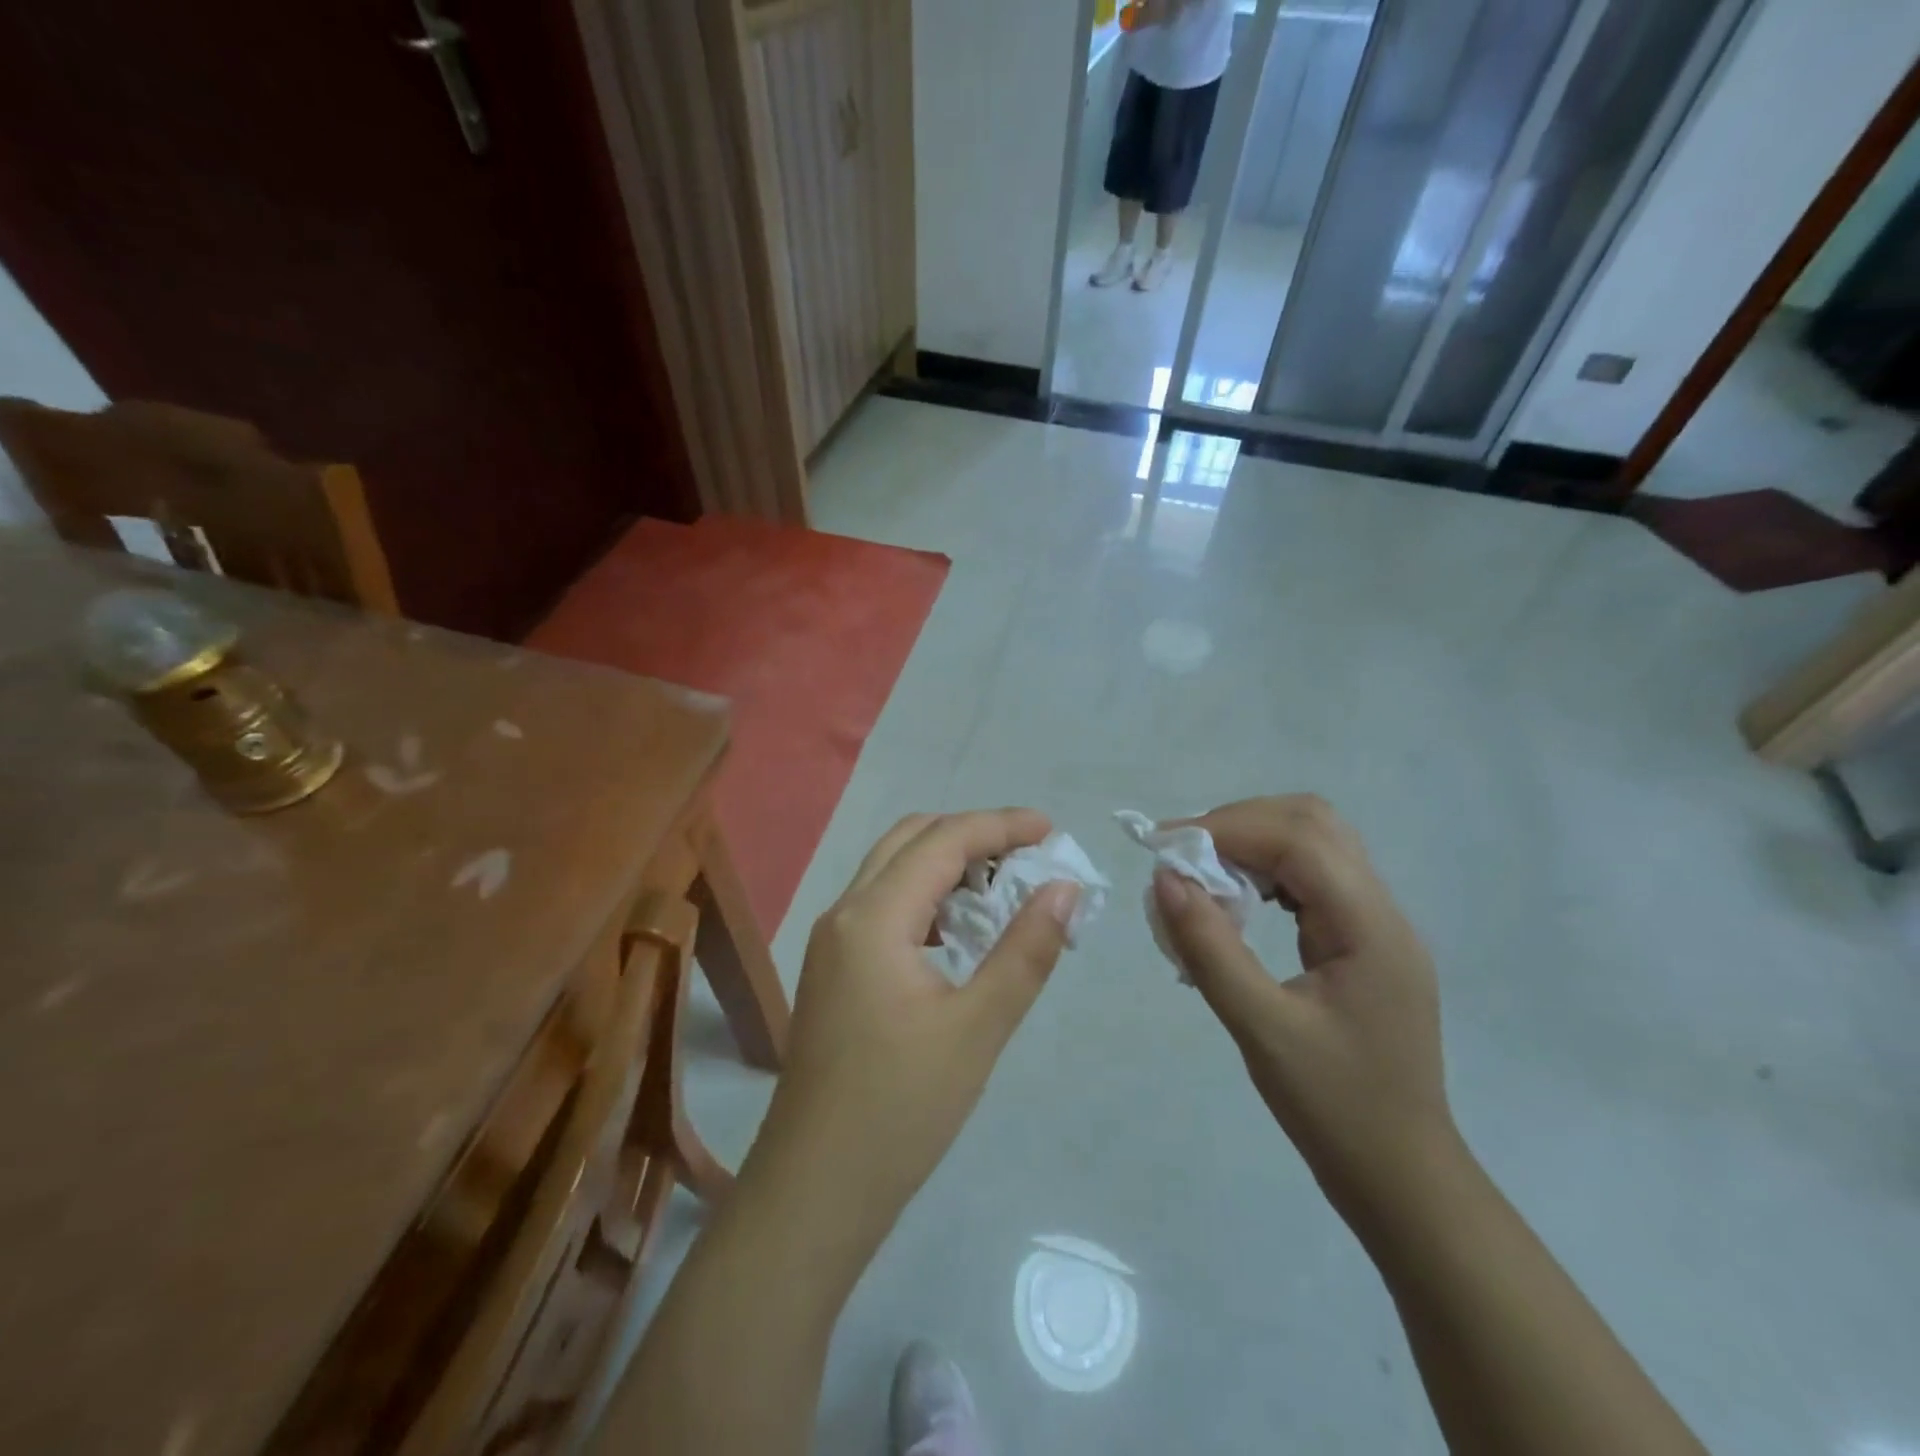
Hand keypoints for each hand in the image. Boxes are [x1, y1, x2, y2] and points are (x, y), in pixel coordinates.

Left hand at [748, 809, 1080, 1248]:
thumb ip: (1025, 951)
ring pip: (893, 870)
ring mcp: (832, 940)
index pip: (943, 840)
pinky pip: (883, 905)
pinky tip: (960, 930)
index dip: (1000, 825)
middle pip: (911, 840)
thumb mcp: (977, 1028)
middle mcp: (844, 913)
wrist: (815, 1188)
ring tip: (1003, 887)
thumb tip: (1064, 888)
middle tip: (1028, 855)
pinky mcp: (833, 968)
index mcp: (872, 917)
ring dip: (947, 863)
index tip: (1051, 830)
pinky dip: (926, 897)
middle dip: (972, 834)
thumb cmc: (900, 1110)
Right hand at [1152, 796, 1454, 1216]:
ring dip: (1254, 843)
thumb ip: (1210, 948)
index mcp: (1370, 928)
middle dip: (1240, 825)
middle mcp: (1383, 911)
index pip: (1299, 839)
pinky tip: (1238, 901)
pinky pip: (1314, 877)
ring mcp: (1378, 924)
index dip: (1228, 829)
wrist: (1402, 1176)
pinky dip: (1268, 871)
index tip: (1166, 846)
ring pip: (1316, 843)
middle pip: (1313, 823)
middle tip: (1184, 856)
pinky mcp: (1364, 940)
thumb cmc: (1334, 1109)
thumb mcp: (1260, 1029)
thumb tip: (1164, 879)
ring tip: (1204, 875)